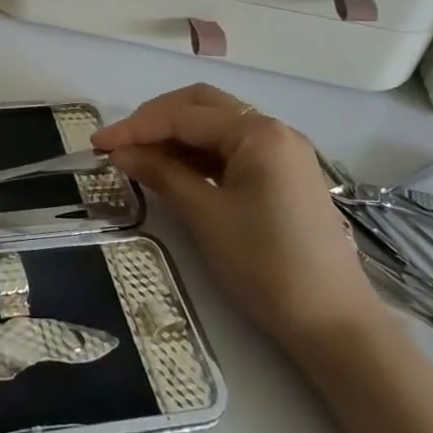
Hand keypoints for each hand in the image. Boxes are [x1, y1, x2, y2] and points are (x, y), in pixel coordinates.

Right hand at [92, 84, 380, 350]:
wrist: (335, 326)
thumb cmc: (266, 265)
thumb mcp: (205, 216)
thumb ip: (161, 173)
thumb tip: (119, 152)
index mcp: (258, 132)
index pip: (183, 116)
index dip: (136, 127)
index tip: (97, 144)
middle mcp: (273, 130)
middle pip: (202, 106)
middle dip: (156, 119)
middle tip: (119, 143)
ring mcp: (282, 152)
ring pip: (217, 126)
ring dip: (176, 135)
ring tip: (138, 156)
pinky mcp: (284, 176)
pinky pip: (232, 150)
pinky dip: (199, 154)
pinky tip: (174, 169)